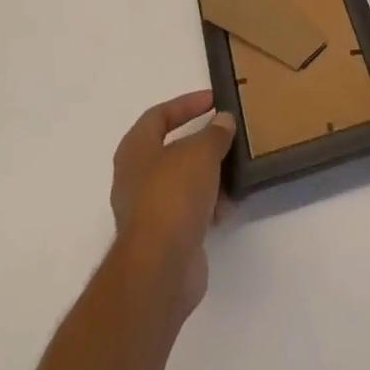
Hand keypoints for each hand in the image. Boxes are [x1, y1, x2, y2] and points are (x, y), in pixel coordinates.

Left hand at [109, 91, 236, 315]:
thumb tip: (223, 121)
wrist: (160, 267)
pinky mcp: (164, 238)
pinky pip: (189, 211)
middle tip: (227, 136)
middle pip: (171, 150)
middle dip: (200, 143)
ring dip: (208, 176)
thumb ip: (214, 134)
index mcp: (135, 150)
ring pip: (182, 182)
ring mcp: (148, 210)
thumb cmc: (173, 195)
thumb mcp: (200, 153)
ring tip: (234, 171)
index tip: (214, 101)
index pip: (159, 115)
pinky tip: (229, 205)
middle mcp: (135, 178)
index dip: (186, 104)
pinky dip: (208, 205)